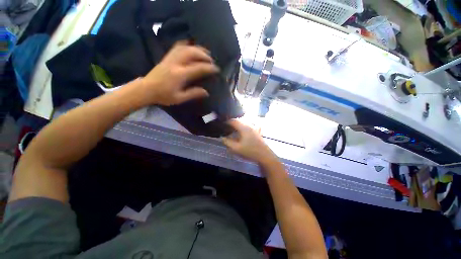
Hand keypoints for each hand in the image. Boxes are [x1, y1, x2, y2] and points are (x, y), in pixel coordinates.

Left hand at [139, 42, 218, 105]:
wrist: (146, 89)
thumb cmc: (163, 96)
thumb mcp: (179, 98)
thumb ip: (193, 94)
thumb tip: (206, 92)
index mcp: (180, 75)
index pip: (198, 68)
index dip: (209, 68)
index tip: (217, 69)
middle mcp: (176, 63)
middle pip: (192, 53)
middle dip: (204, 55)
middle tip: (212, 60)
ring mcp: (170, 58)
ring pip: (185, 48)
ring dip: (197, 49)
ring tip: (205, 53)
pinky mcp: (167, 57)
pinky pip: (177, 47)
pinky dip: (186, 45)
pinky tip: (191, 47)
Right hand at [222, 119, 277, 164]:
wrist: (264, 155)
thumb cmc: (250, 151)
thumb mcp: (236, 148)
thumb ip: (227, 142)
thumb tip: (222, 138)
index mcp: (244, 128)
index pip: (234, 121)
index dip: (227, 122)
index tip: (222, 125)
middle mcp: (249, 125)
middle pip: (239, 120)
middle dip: (232, 123)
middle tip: (226, 127)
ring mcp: (254, 128)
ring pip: (244, 123)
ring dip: (238, 125)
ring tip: (233, 130)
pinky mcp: (256, 131)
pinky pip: (248, 126)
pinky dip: (243, 127)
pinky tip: (242, 131)